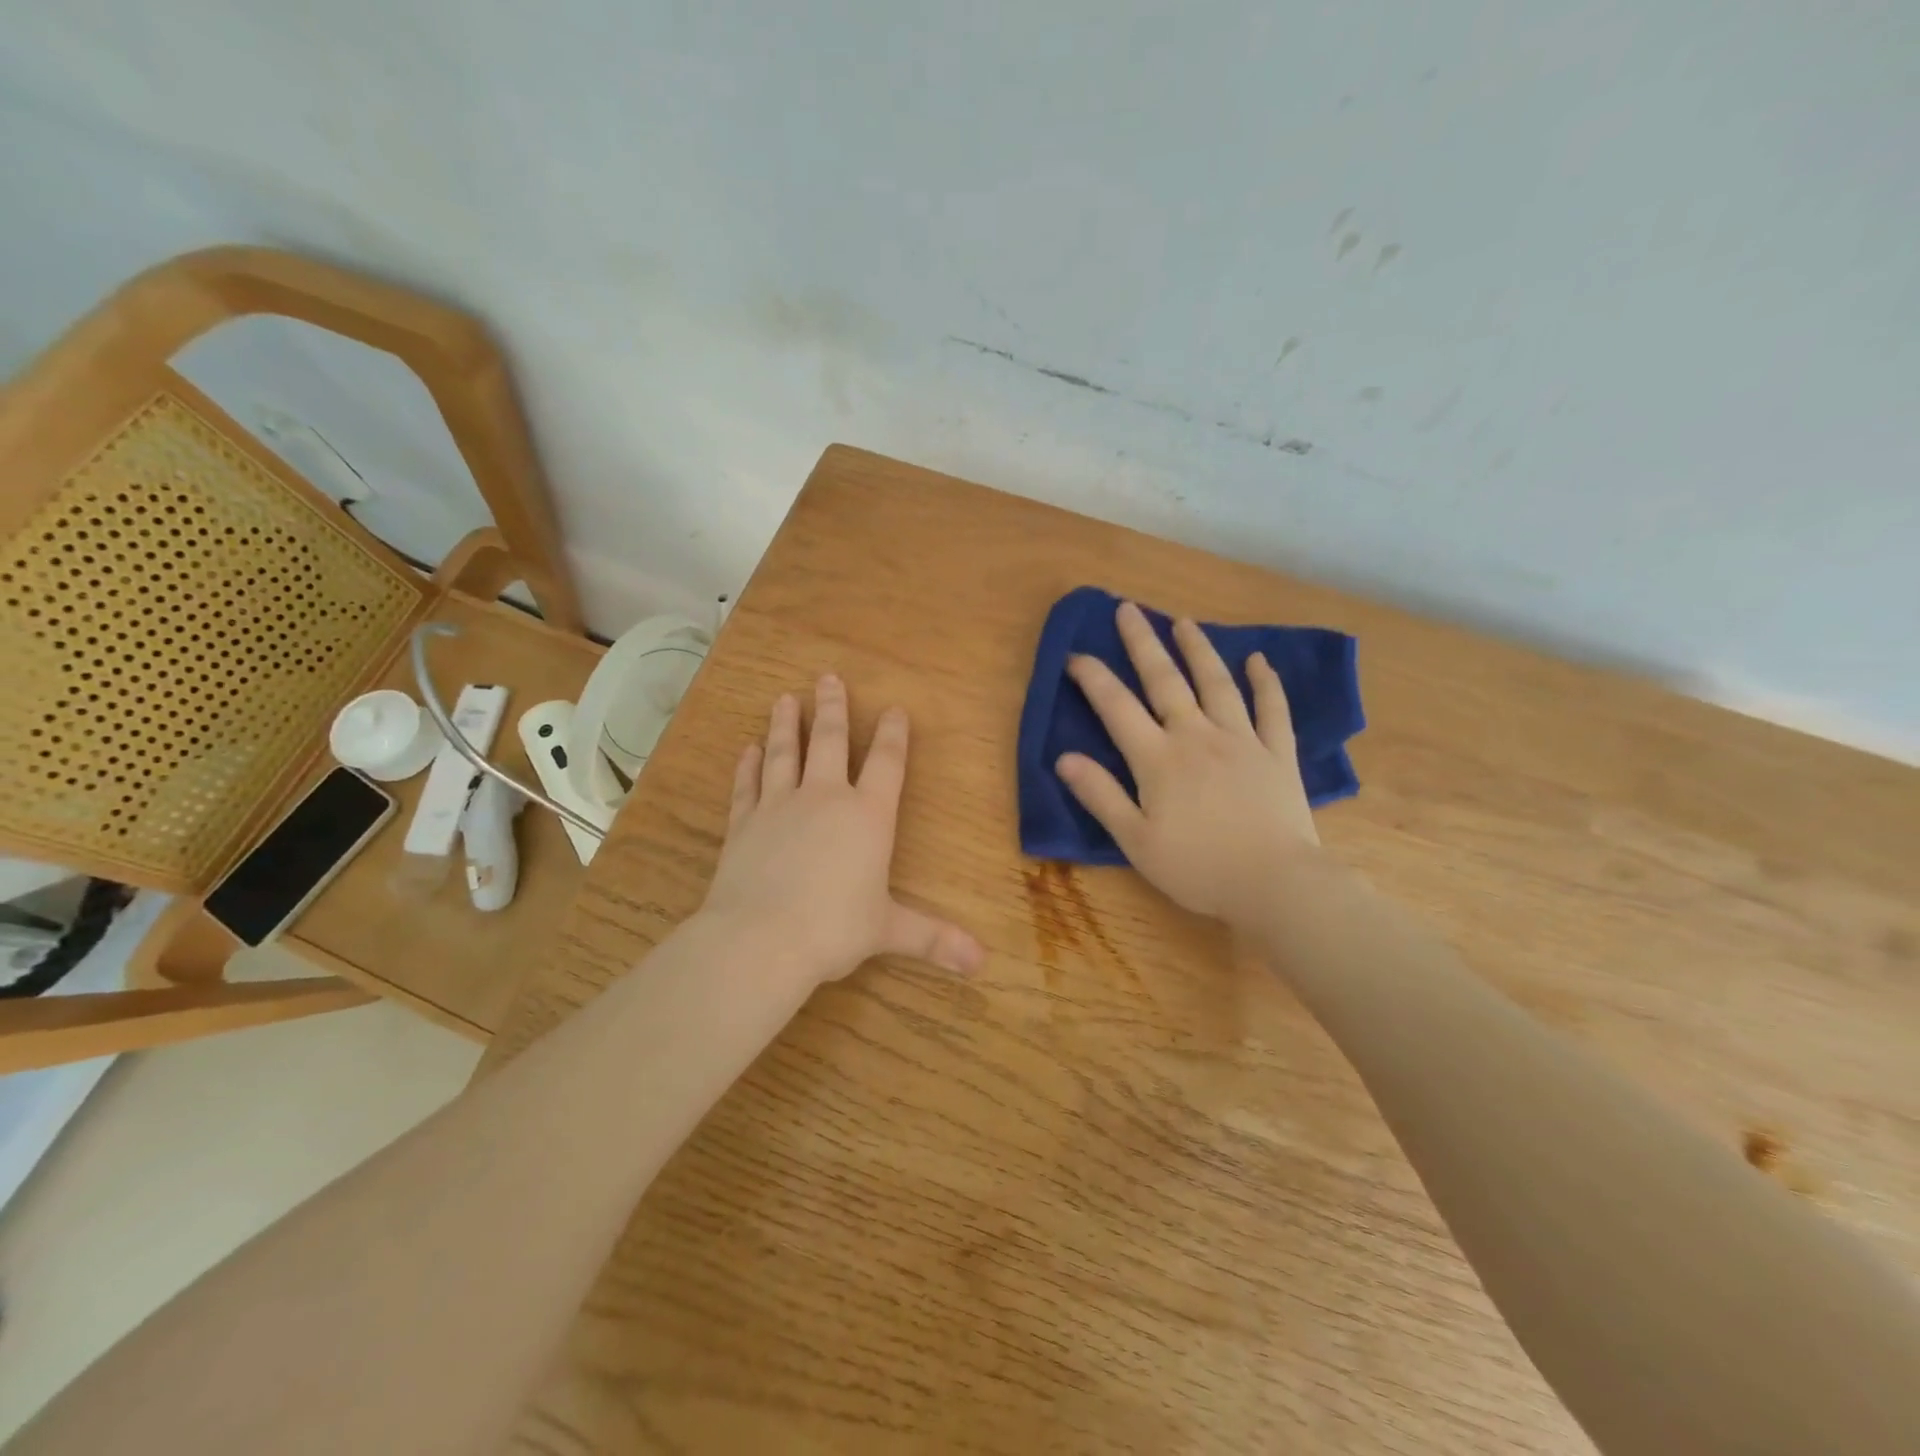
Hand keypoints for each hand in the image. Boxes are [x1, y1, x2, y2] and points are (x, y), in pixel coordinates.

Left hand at [700, 675, 984, 986]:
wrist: (761, 939)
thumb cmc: (835, 929)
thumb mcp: (890, 931)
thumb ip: (934, 939)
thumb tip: (981, 963)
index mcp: (868, 816)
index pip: (887, 763)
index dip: (893, 734)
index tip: (893, 708)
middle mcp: (825, 798)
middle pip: (830, 741)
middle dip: (832, 707)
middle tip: (827, 676)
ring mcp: (779, 806)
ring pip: (784, 753)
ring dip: (786, 724)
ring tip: (785, 698)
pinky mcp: (744, 823)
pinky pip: (747, 786)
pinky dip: (748, 766)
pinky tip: (748, 750)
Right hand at [1055, 601, 1321, 926]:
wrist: (1275, 884)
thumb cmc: (1197, 867)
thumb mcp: (1136, 841)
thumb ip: (1100, 795)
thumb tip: (1063, 757)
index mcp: (1158, 759)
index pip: (1117, 707)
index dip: (1093, 678)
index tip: (1075, 655)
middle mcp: (1197, 736)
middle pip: (1165, 681)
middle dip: (1142, 643)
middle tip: (1128, 609)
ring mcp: (1242, 740)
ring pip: (1217, 683)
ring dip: (1198, 650)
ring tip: (1184, 622)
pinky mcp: (1277, 753)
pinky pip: (1273, 709)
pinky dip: (1266, 682)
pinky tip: (1259, 660)